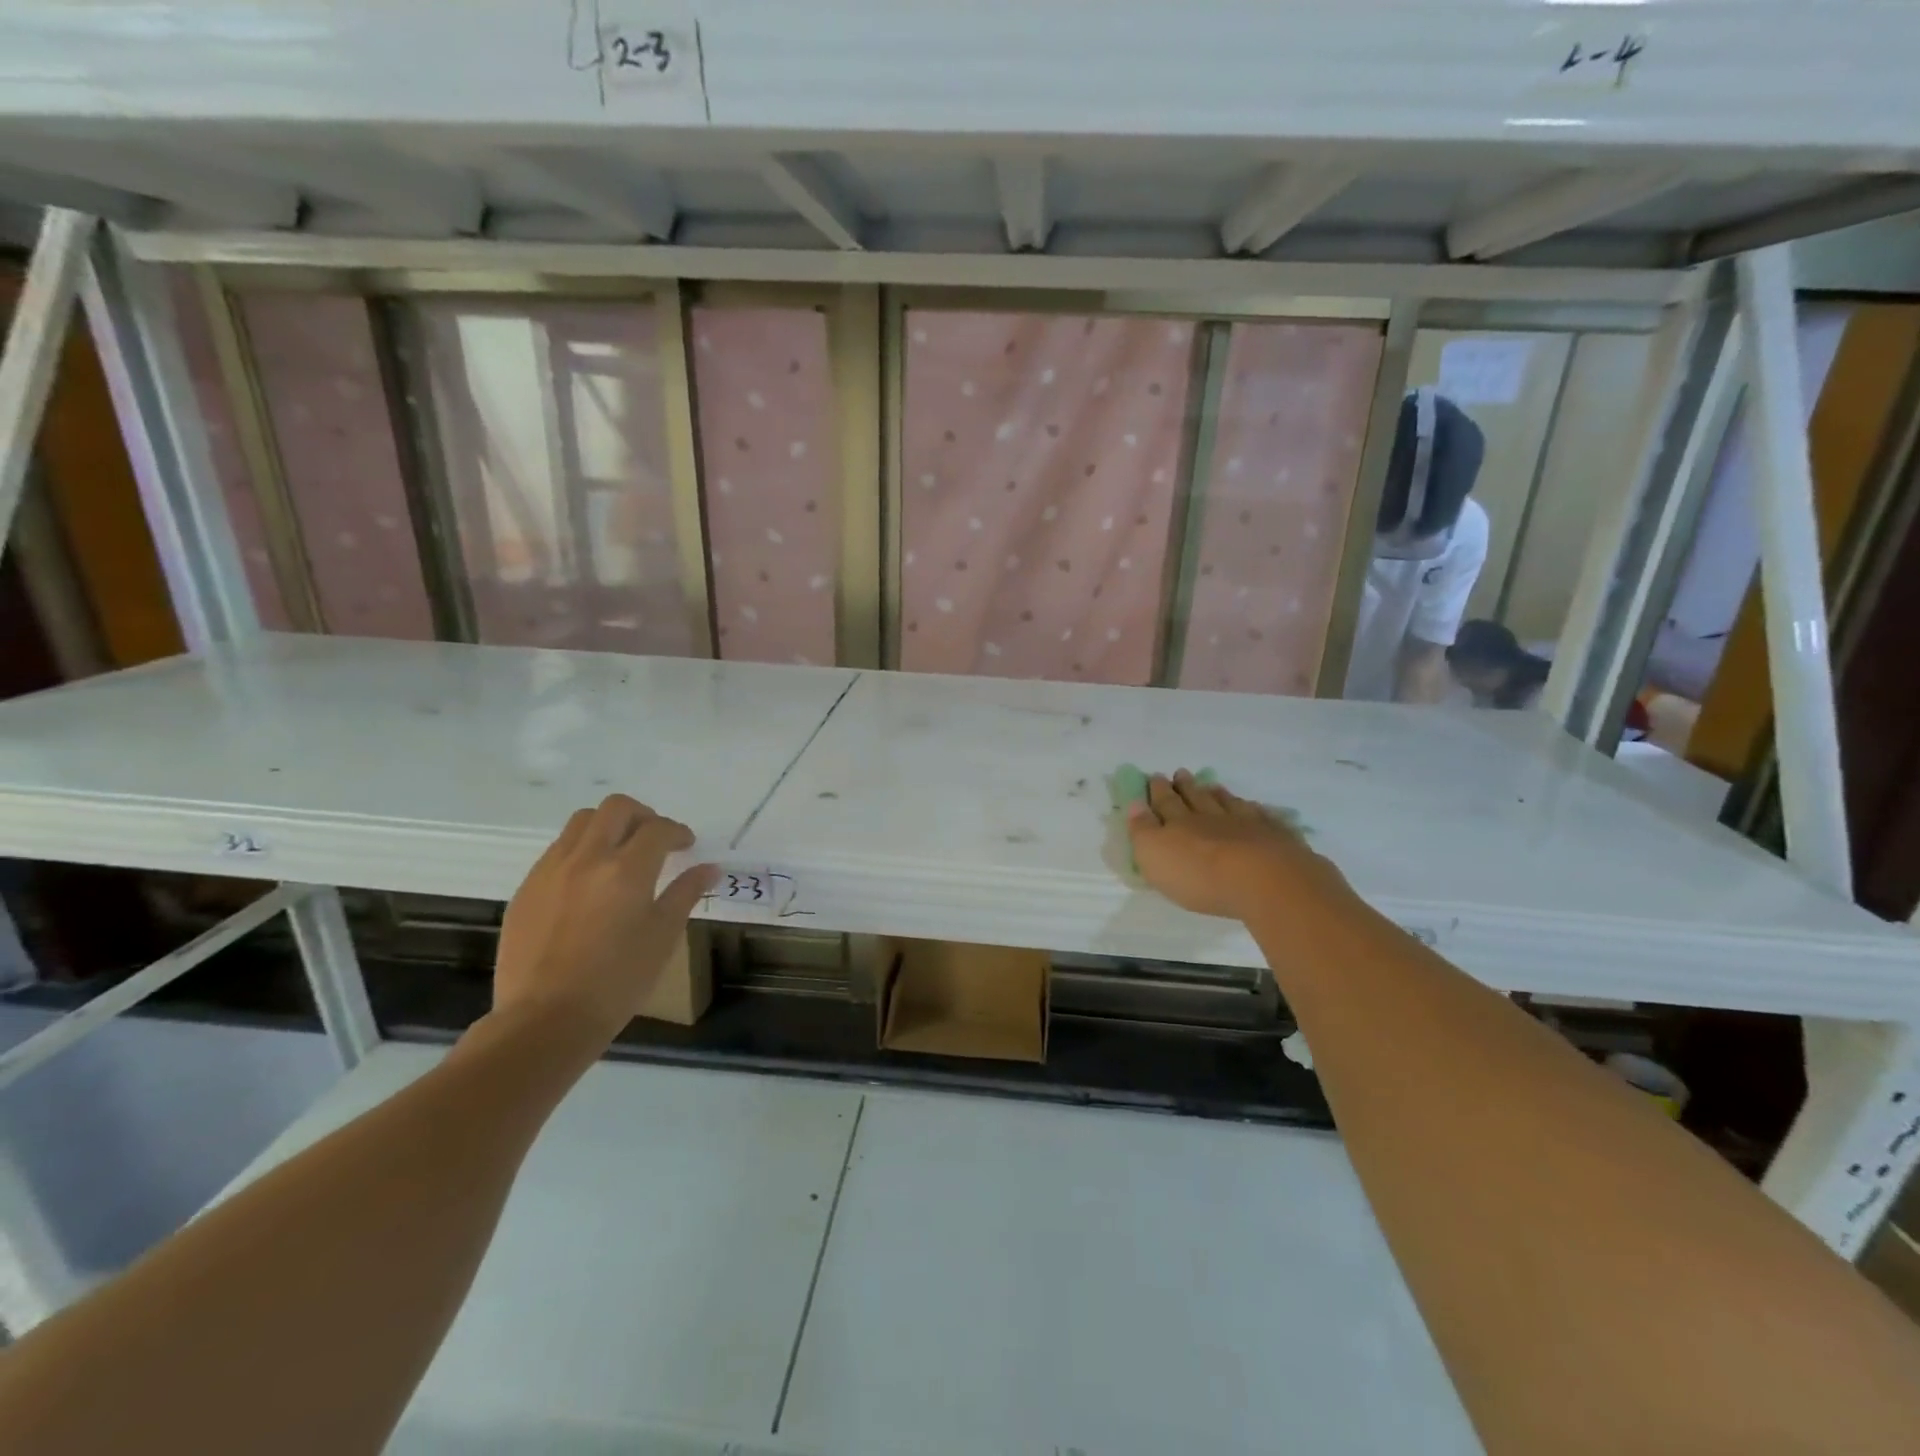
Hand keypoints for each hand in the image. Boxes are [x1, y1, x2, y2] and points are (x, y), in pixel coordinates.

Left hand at [493, 794, 717, 1046]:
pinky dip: (581, 851)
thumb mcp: (662, 937)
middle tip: (655, 839)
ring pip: (581, 822)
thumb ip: (685, 894)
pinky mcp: (526, 889)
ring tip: (619, 853)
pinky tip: (589, 882)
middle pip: (616, 808)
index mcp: (627, 870)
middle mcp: (587, 858)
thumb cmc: (617, 981)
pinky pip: (557, 851)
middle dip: (642, 815)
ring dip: (608, 826)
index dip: (678, 831)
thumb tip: (710, 868)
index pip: (658, 829)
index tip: (686, 845)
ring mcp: (551, 870)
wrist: (545, 1020)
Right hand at [1127, 771, 1354, 923]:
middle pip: (1196, 798)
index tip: (1154, 776)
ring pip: (1228, 804)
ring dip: (1217, 794)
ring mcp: (1246, 824)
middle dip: (1185, 787)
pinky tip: (1253, 808)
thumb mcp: (1155, 856)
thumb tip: (1135, 804)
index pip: (1165, 802)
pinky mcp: (1275, 838)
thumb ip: (1142, 830)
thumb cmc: (1199, 875)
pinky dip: (1254, 810)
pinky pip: (1261, 817)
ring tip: (1212, 785)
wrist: (1263, 880)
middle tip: (1180, 773)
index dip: (1158, 790)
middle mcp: (1211, 817)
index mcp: (1179, 823)